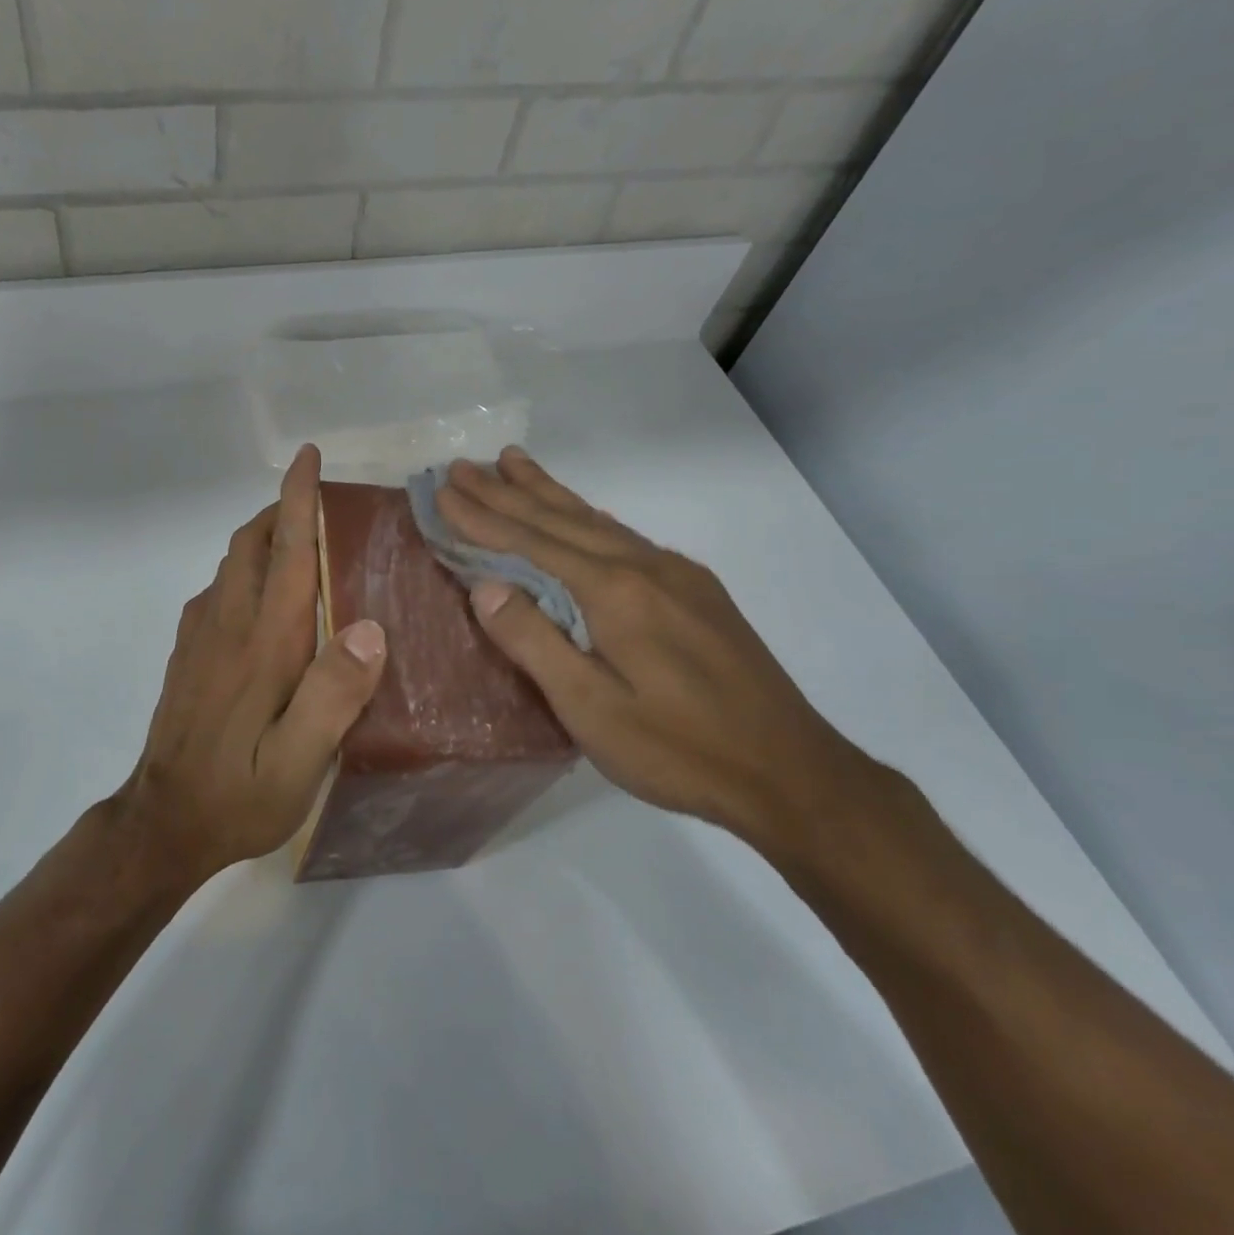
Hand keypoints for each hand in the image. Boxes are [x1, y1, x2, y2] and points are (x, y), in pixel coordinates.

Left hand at [113, 444, 386, 877]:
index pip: (284, 552)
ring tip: (300, 545)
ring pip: (232, 563)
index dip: (297, 499)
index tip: (307, 457)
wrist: (163, 822)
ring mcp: (199, 636)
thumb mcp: (300, 762)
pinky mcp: (187, 653)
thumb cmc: (239, 793)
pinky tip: (265, 599)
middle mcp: (227, 624)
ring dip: (263, 539)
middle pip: (250, 544)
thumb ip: (333, 695)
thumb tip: (370, 629)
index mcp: (263, 642)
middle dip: (280, 511)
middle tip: (321, 508)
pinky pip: (219, 590)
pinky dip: (245, 570)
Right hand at [437, 447, 864, 847]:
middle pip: (559, 519)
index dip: (481, 516)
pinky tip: (579, 513)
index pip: (531, 541)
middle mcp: (644, 566)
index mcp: (614, 591)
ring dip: (546, 492)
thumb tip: (485, 585)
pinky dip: (586, 516)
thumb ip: (534, 641)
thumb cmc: (678, 749)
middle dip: (505, 491)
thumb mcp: (590, 709)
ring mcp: (676, 574)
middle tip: (462, 464)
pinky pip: (623, 536)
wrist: (791, 773)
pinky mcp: (696, 591)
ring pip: (595, 519)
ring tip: (512, 462)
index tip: (443, 489)